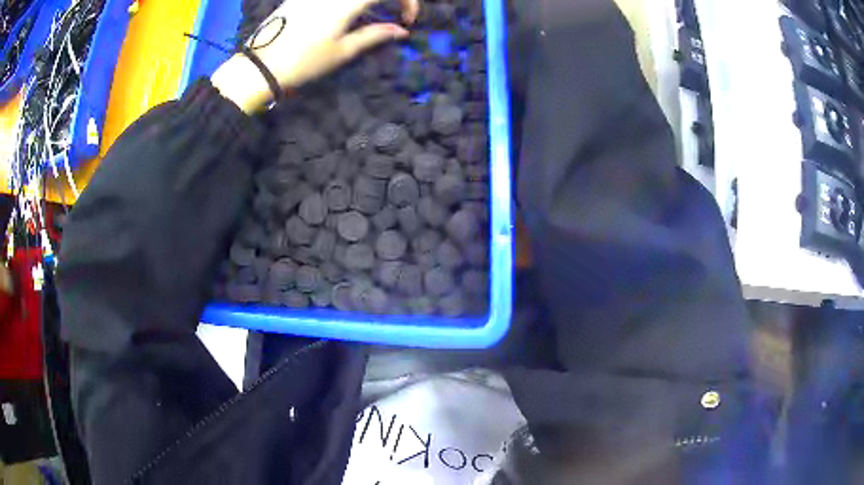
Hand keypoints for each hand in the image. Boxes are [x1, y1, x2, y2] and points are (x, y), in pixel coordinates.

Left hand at [212, 0, 418, 112]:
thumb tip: (401, 31)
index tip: (407, 20)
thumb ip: (375, 35)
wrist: (261, 65)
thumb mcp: (343, 51)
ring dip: (368, 2)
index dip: (407, 1)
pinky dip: (348, 3)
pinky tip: (345, 14)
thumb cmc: (304, 62)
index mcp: (346, 3)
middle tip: (394, 12)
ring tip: (371, 15)